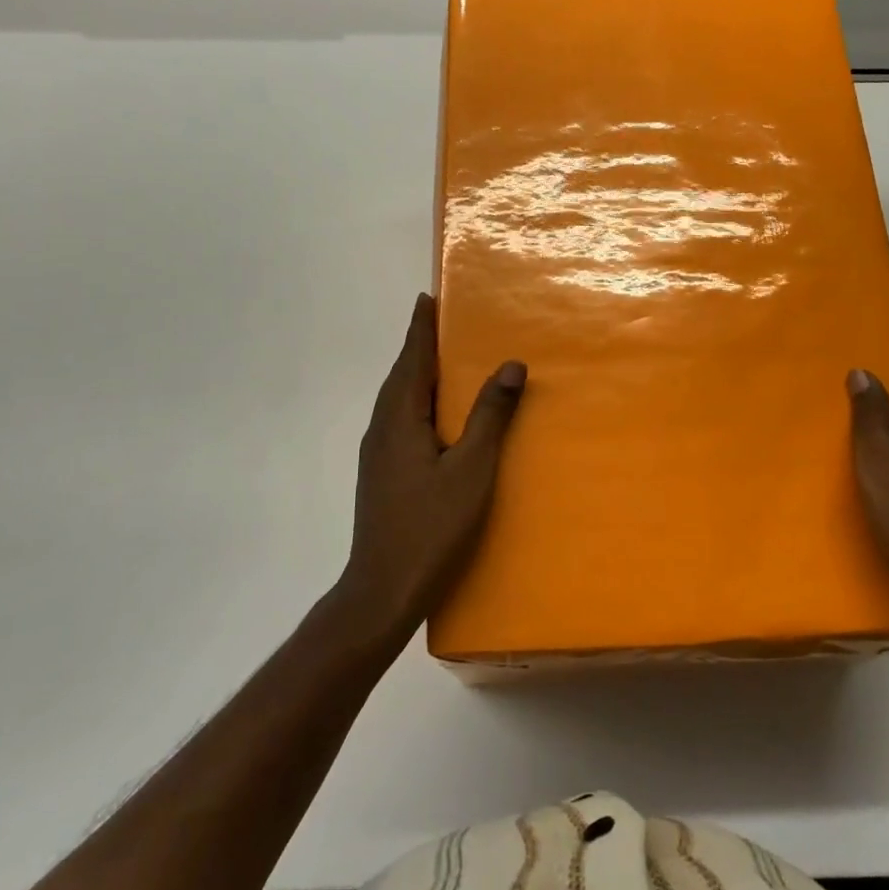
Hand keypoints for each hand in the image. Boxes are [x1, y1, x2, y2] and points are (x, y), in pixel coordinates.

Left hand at [334, 294, 525, 642]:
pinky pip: (399, 420)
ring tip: (442, 361)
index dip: (421, 328)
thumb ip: (491, 415)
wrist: (381, 591)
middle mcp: (381, 428)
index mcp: (400, 418)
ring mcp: (377, 453)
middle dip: (419, 346)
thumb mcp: (471, 469)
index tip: (427, 297)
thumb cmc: (430, 526)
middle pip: (402, 375)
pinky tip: (434, 417)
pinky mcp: (380, 474)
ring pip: (398, 399)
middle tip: (441, 322)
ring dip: (418, 374)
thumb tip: (511, 365)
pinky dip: (417, 402)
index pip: (413, 359)